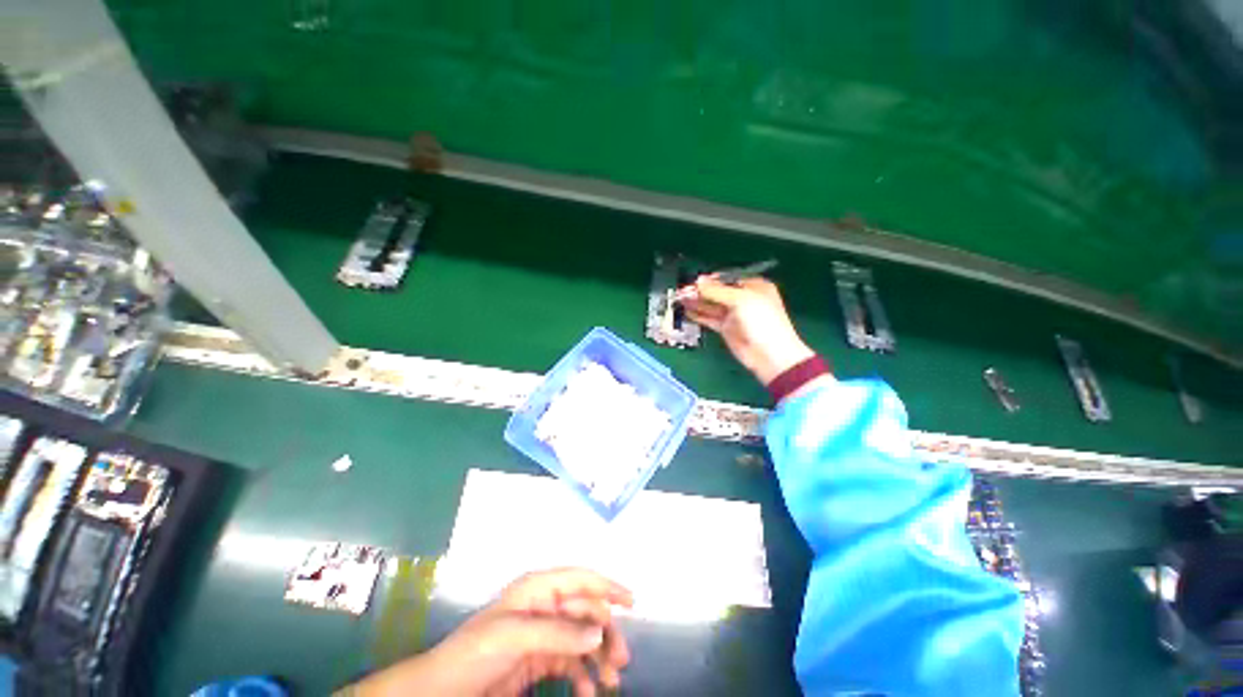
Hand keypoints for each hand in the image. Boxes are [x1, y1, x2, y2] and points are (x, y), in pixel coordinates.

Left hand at [348, 569, 632, 696]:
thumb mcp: (514, 637)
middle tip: (620, 662)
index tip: (632, 602)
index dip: (606, 586)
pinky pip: (570, 665)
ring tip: (610, 681)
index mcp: (538, 590)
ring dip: (598, 658)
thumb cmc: (474, 653)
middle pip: (585, 612)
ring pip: (581, 640)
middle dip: (605, 634)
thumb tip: (597, 634)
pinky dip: (583, 678)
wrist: (441, 693)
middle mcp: (544, 607)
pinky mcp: (539, 662)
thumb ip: (557, 632)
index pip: (580, 579)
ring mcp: (542, 635)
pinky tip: (589, 694)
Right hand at [680, 276, 815, 384]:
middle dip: (700, 291)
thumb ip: (717, 290)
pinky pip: (710, 318)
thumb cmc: (762, 321)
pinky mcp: (726, 328)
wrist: (769, 355)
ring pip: (711, 305)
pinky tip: (687, 311)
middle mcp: (743, 299)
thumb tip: (698, 281)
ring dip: (696, 302)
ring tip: (679, 299)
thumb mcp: (740, 300)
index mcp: (753, 286)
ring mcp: (734, 314)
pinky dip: (699, 315)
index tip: (694, 282)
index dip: (710, 279)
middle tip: (682, 291)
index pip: (727, 278)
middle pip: (717, 291)